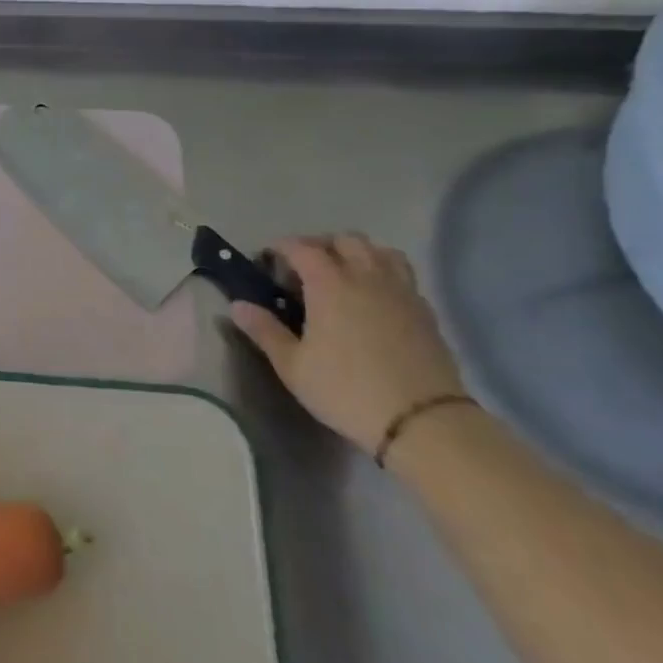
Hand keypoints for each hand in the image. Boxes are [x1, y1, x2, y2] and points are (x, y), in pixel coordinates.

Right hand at [230, 233, 465, 455]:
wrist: (423, 422)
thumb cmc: (346, 390)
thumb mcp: (293, 366)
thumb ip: (264, 331)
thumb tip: (237, 305)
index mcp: (330, 284)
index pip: (302, 248)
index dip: (282, 248)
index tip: (268, 261)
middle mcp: (366, 277)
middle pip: (345, 240)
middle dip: (320, 245)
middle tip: (303, 268)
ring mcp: (401, 292)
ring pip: (380, 251)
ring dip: (357, 254)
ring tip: (343, 275)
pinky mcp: (425, 311)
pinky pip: (402, 275)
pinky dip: (383, 274)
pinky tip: (374, 299)